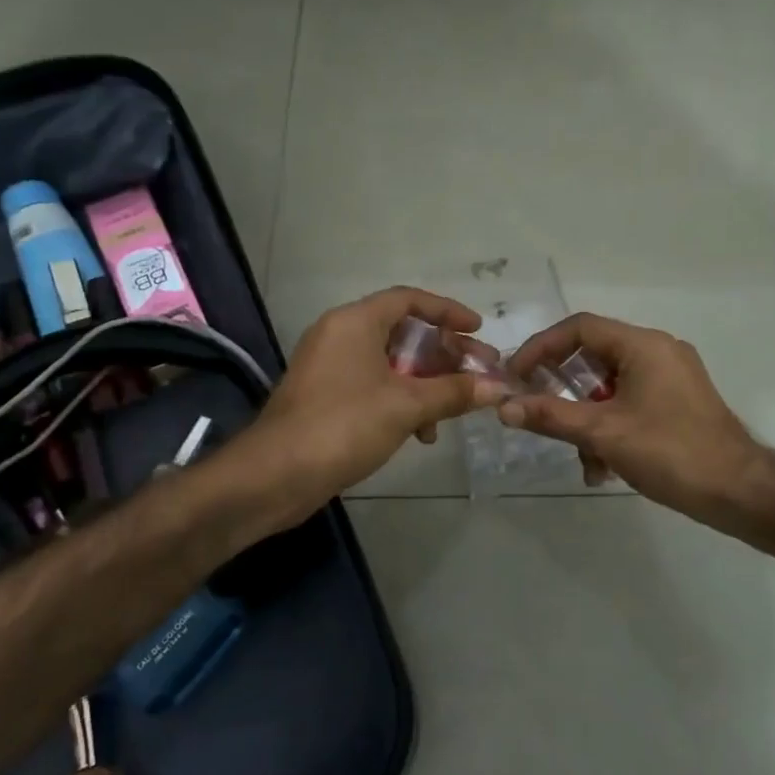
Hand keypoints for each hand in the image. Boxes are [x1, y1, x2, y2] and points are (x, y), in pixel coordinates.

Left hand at [238, 288, 505, 516]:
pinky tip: (422, 433)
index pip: (409, 300)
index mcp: (355, 322)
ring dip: (427, 383)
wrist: (276, 474)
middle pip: (403, 333)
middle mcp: (340, 335)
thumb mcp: (407, 406)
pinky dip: (402, 401)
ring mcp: (330, 367)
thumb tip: (498, 387)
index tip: (478, 329)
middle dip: (445, 354)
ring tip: (456, 408)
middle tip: (480, 372)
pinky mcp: (326, 398)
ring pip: (391, 364)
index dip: (448, 311)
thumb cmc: (344, 425)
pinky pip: (374, 386)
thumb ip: (454, 392)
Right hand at [500, 314, 761, 523]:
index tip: (516, 376)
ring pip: (609, 388)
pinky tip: (604, 469)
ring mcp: (671, 378)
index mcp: (643, 345)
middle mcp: (658, 352)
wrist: (739, 491)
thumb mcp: (603, 433)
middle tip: (538, 414)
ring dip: (586, 421)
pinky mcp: (677, 404)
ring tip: (582, 460)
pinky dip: (610, 429)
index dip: (540, 348)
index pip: (579, 328)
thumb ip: (551, 416)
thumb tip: (504, 406)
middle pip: (593, 357)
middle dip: (563, 392)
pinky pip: (629, 404)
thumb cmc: (671, 452)